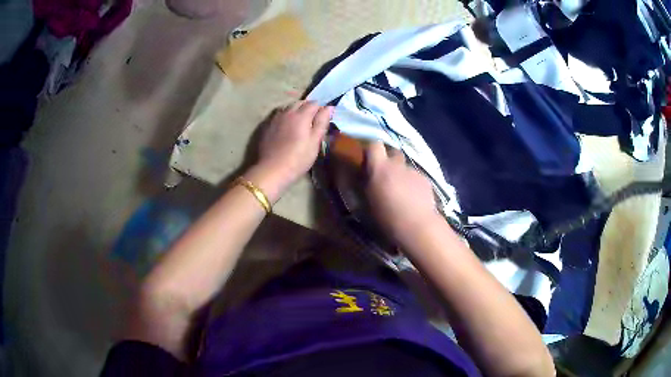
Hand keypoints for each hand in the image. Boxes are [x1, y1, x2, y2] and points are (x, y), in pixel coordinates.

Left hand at [248, 101, 332, 200]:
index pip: (314, 104)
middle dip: (308, 107)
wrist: (272, 170)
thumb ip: (322, 122)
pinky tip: (287, 127)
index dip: (321, 109)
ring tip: (301, 123)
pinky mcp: (268, 126)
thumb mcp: (315, 142)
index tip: (324, 119)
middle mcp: (287, 112)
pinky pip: (279, 115)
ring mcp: (276, 118)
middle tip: (313, 121)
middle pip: (300, 102)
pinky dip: (286, 116)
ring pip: (288, 107)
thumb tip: (329, 107)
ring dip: (296, 110)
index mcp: (301, 115)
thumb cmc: (298, 158)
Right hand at [364, 141, 440, 243]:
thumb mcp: (366, 205)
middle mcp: (397, 165)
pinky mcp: (426, 180)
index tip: (369, 159)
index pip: (374, 144)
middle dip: (389, 160)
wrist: (417, 228)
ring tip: (402, 192)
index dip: (372, 149)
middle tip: (385, 176)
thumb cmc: (386, 218)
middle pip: (393, 151)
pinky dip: (413, 184)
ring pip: (405, 167)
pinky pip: (417, 177)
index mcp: (379, 168)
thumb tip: (361, 179)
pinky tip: (414, 199)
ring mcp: (414, 171)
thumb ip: (363, 187)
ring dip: (402, 174)